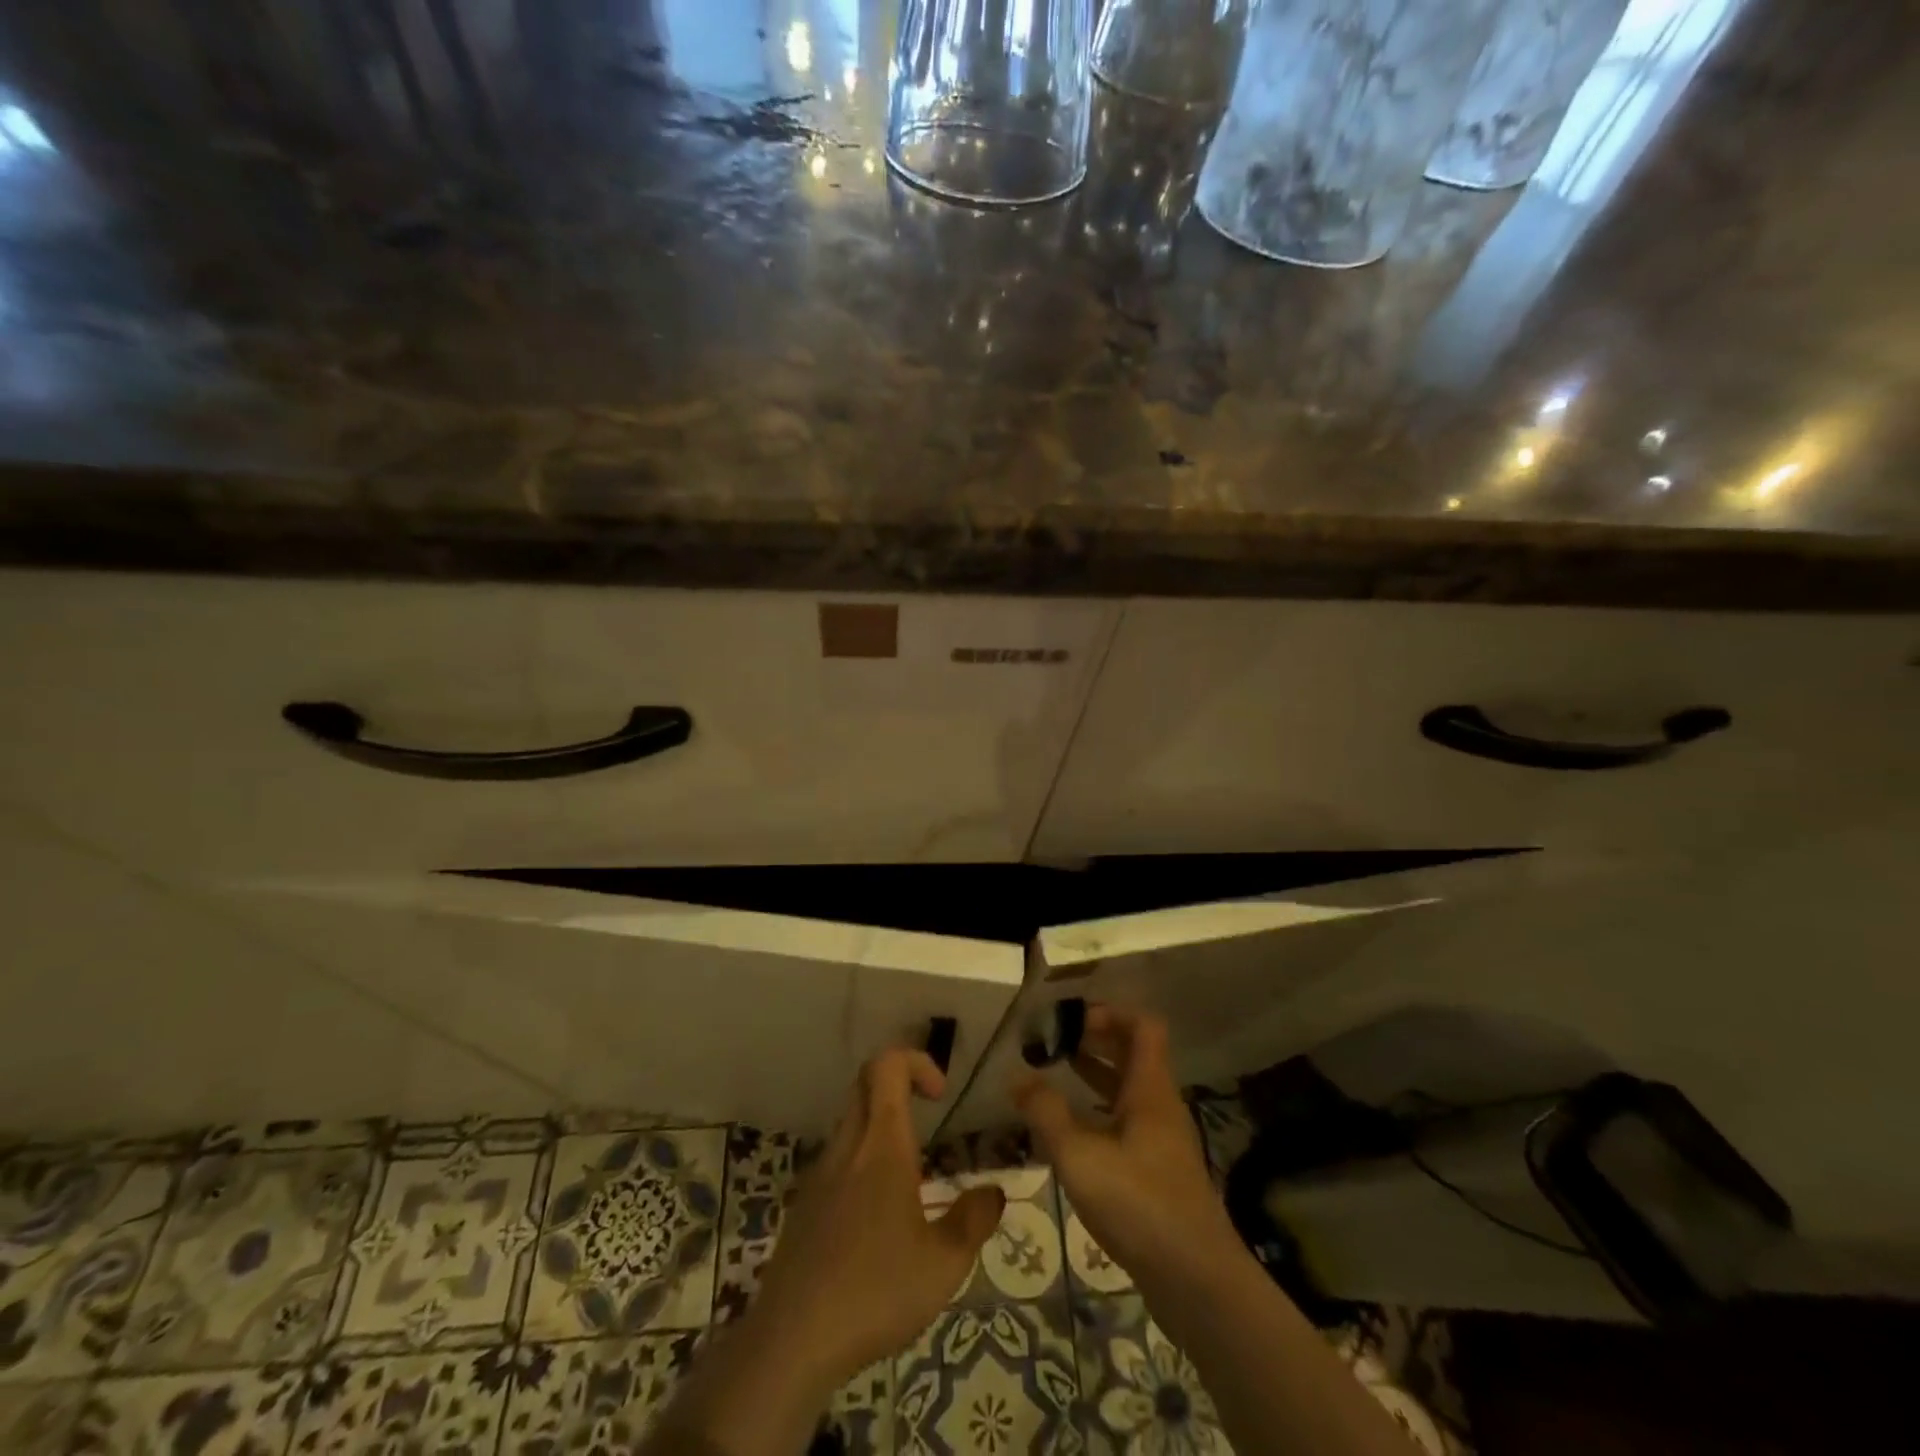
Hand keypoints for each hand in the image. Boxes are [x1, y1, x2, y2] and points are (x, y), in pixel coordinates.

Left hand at [749, 1048, 1005, 1389]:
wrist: (792, 1340)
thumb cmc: (875, 1292)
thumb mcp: (944, 1265)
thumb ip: (974, 1221)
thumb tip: (994, 1192)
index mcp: (881, 1145)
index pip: (887, 1066)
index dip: (916, 1061)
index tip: (940, 1094)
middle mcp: (847, 1146)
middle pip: (865, 1084)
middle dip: (899, 1085)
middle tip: (929, 1118)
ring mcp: (819, 1174)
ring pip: (850, 1122)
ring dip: (880, 1127)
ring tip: (909, 1177)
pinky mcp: (803, 1205)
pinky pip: (836, 1162)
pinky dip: (860, 1164)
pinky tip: (875, 1219)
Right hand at [1015, 1005, 1239, 1292]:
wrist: (1196, 1280)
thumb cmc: (1138, 1204)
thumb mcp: (1080, 1156)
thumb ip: (1046, 1113)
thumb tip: (1016, 1076)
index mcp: (1150, 1089)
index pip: (1143, 1026)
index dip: (1110, 1012)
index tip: (1071, 1018)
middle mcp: (1160, 1105)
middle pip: (1133, 1054)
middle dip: (1095, 1040)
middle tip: (1054, 1040)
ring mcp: (1162, 1139)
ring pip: (1128, 1090)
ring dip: (1095, 1074)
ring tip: (1055, 1071)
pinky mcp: (1158, 1171)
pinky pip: (1127, 1121)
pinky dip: (1099, 1111)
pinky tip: (1072, 1128)